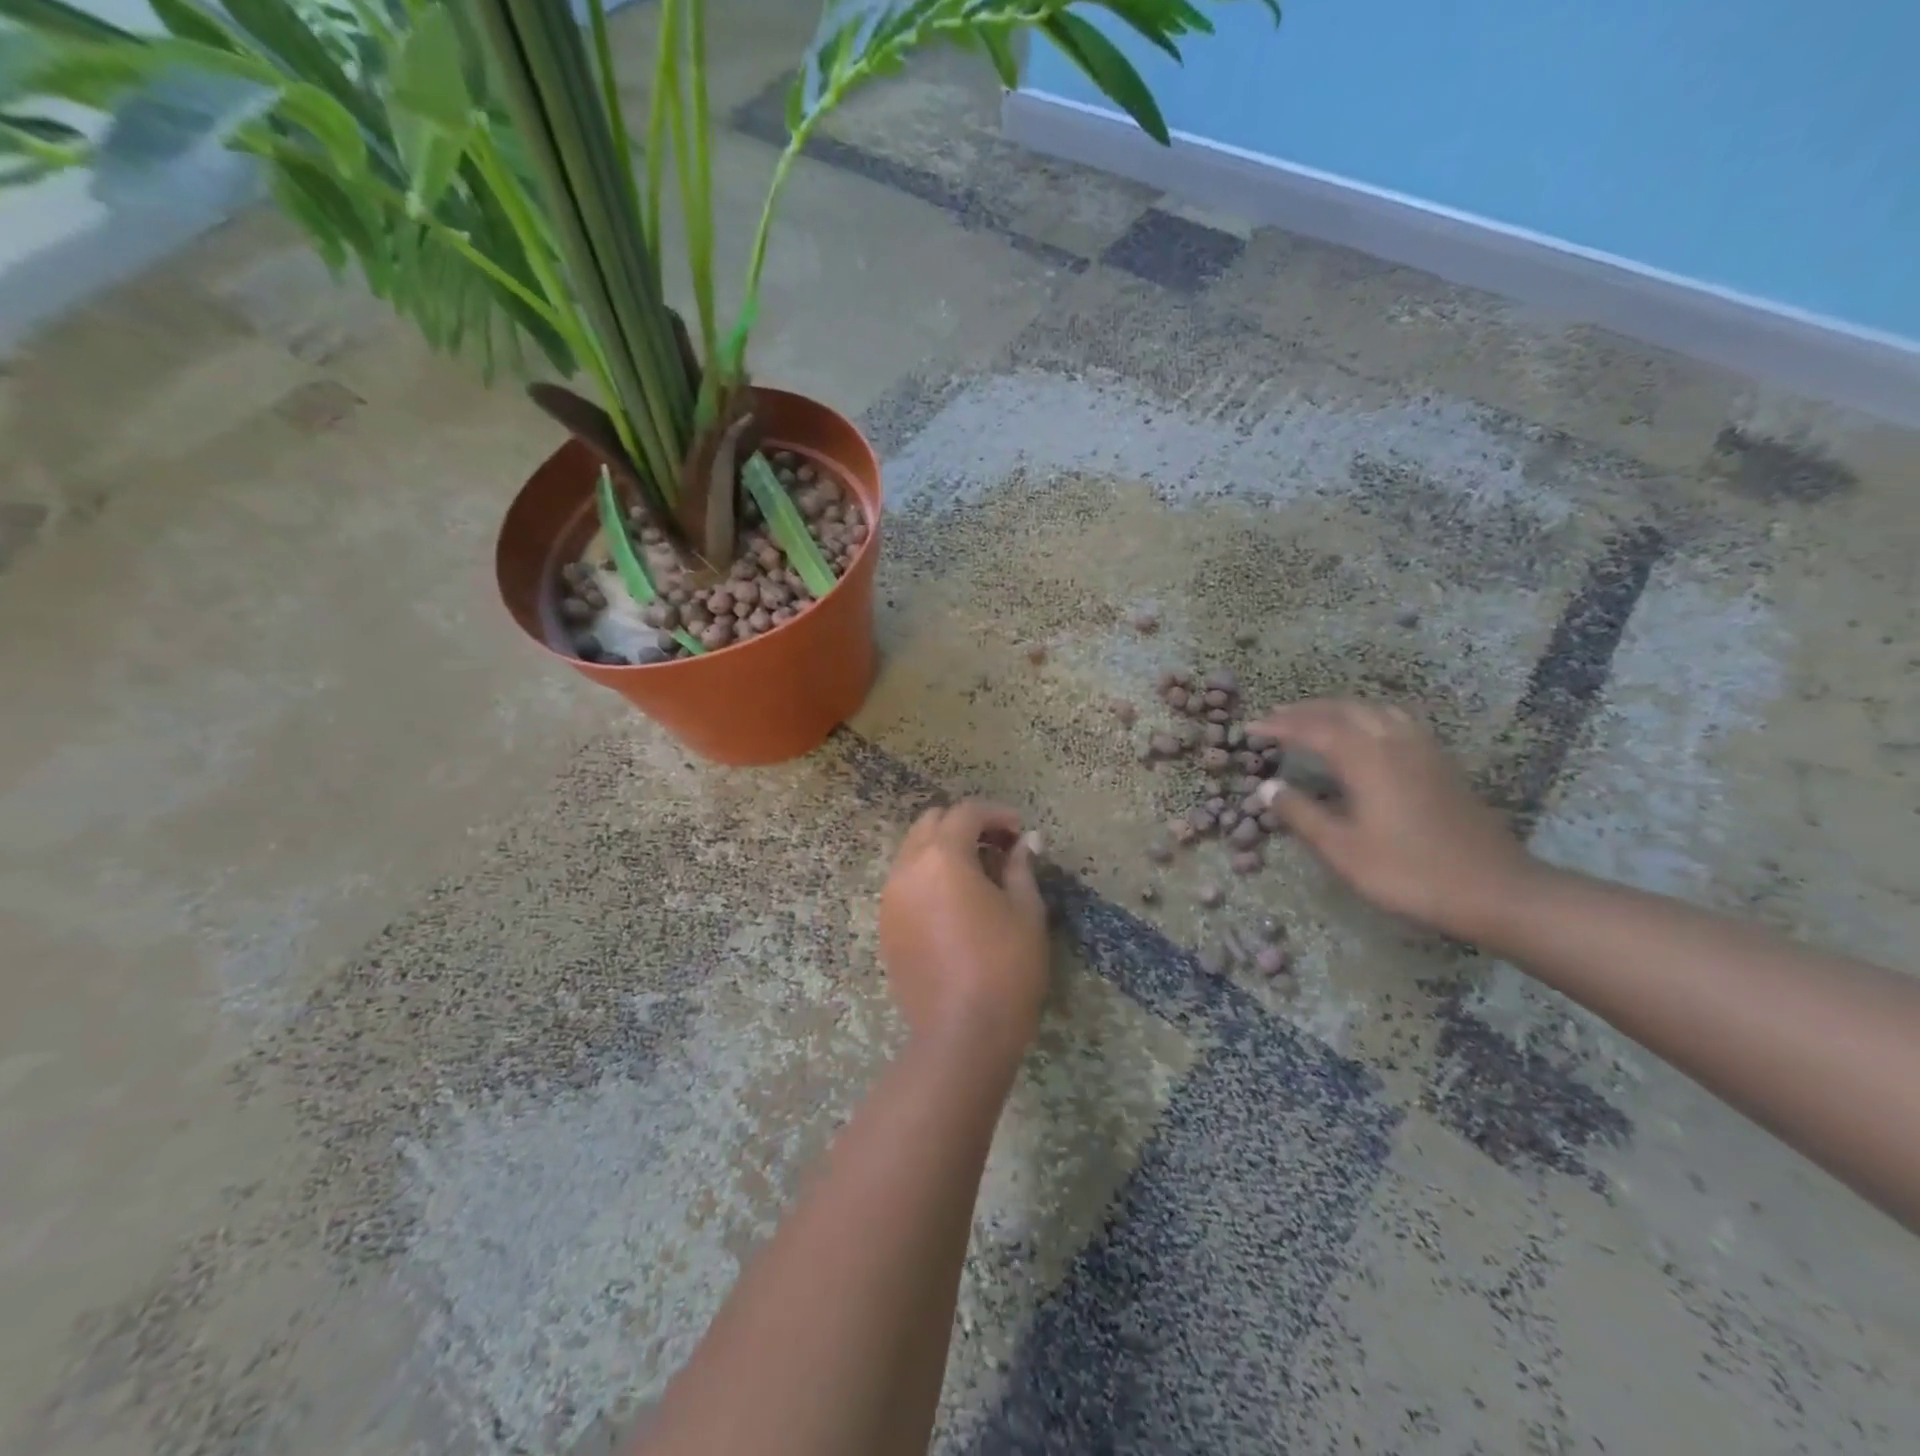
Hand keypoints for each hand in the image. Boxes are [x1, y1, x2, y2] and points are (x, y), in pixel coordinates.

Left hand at [879, 801, 1049, 1063]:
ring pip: (914, 852)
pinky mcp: (886, 926)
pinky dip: (929, 877)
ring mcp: (890, 898)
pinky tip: (956, 903)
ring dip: (944, 850)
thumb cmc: (1004, 968)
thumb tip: (1025, 842)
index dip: (996, 814)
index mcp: (941, 857)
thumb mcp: (1026, 911)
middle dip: (966, 826)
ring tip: (979, 876)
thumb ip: (1021, 867)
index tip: (1020, 833)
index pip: (966, 813)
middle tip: (999, 848)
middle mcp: (907, 868)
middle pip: (931, 824)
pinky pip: (905, 883)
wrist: (961, 1035)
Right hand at [1251, 700, 1536, 941]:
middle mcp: (1395, 742)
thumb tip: (1267, 787)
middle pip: (1344, 710)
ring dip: (1338, 709)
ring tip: (1315, 719)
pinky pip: (1395, 722)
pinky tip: (1365, 735)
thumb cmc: (1409, 872)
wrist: (1495, 890)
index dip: (1279, 726)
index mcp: (1367, 759)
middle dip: (1306, 710)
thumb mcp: (1343, 850)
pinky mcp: (1441, 764)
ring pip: (1374, 711)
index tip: (1250, 727)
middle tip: (1275, 717)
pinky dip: (1367, 717)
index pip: (1314, 729)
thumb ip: (1301, 815)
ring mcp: (1423, 750)